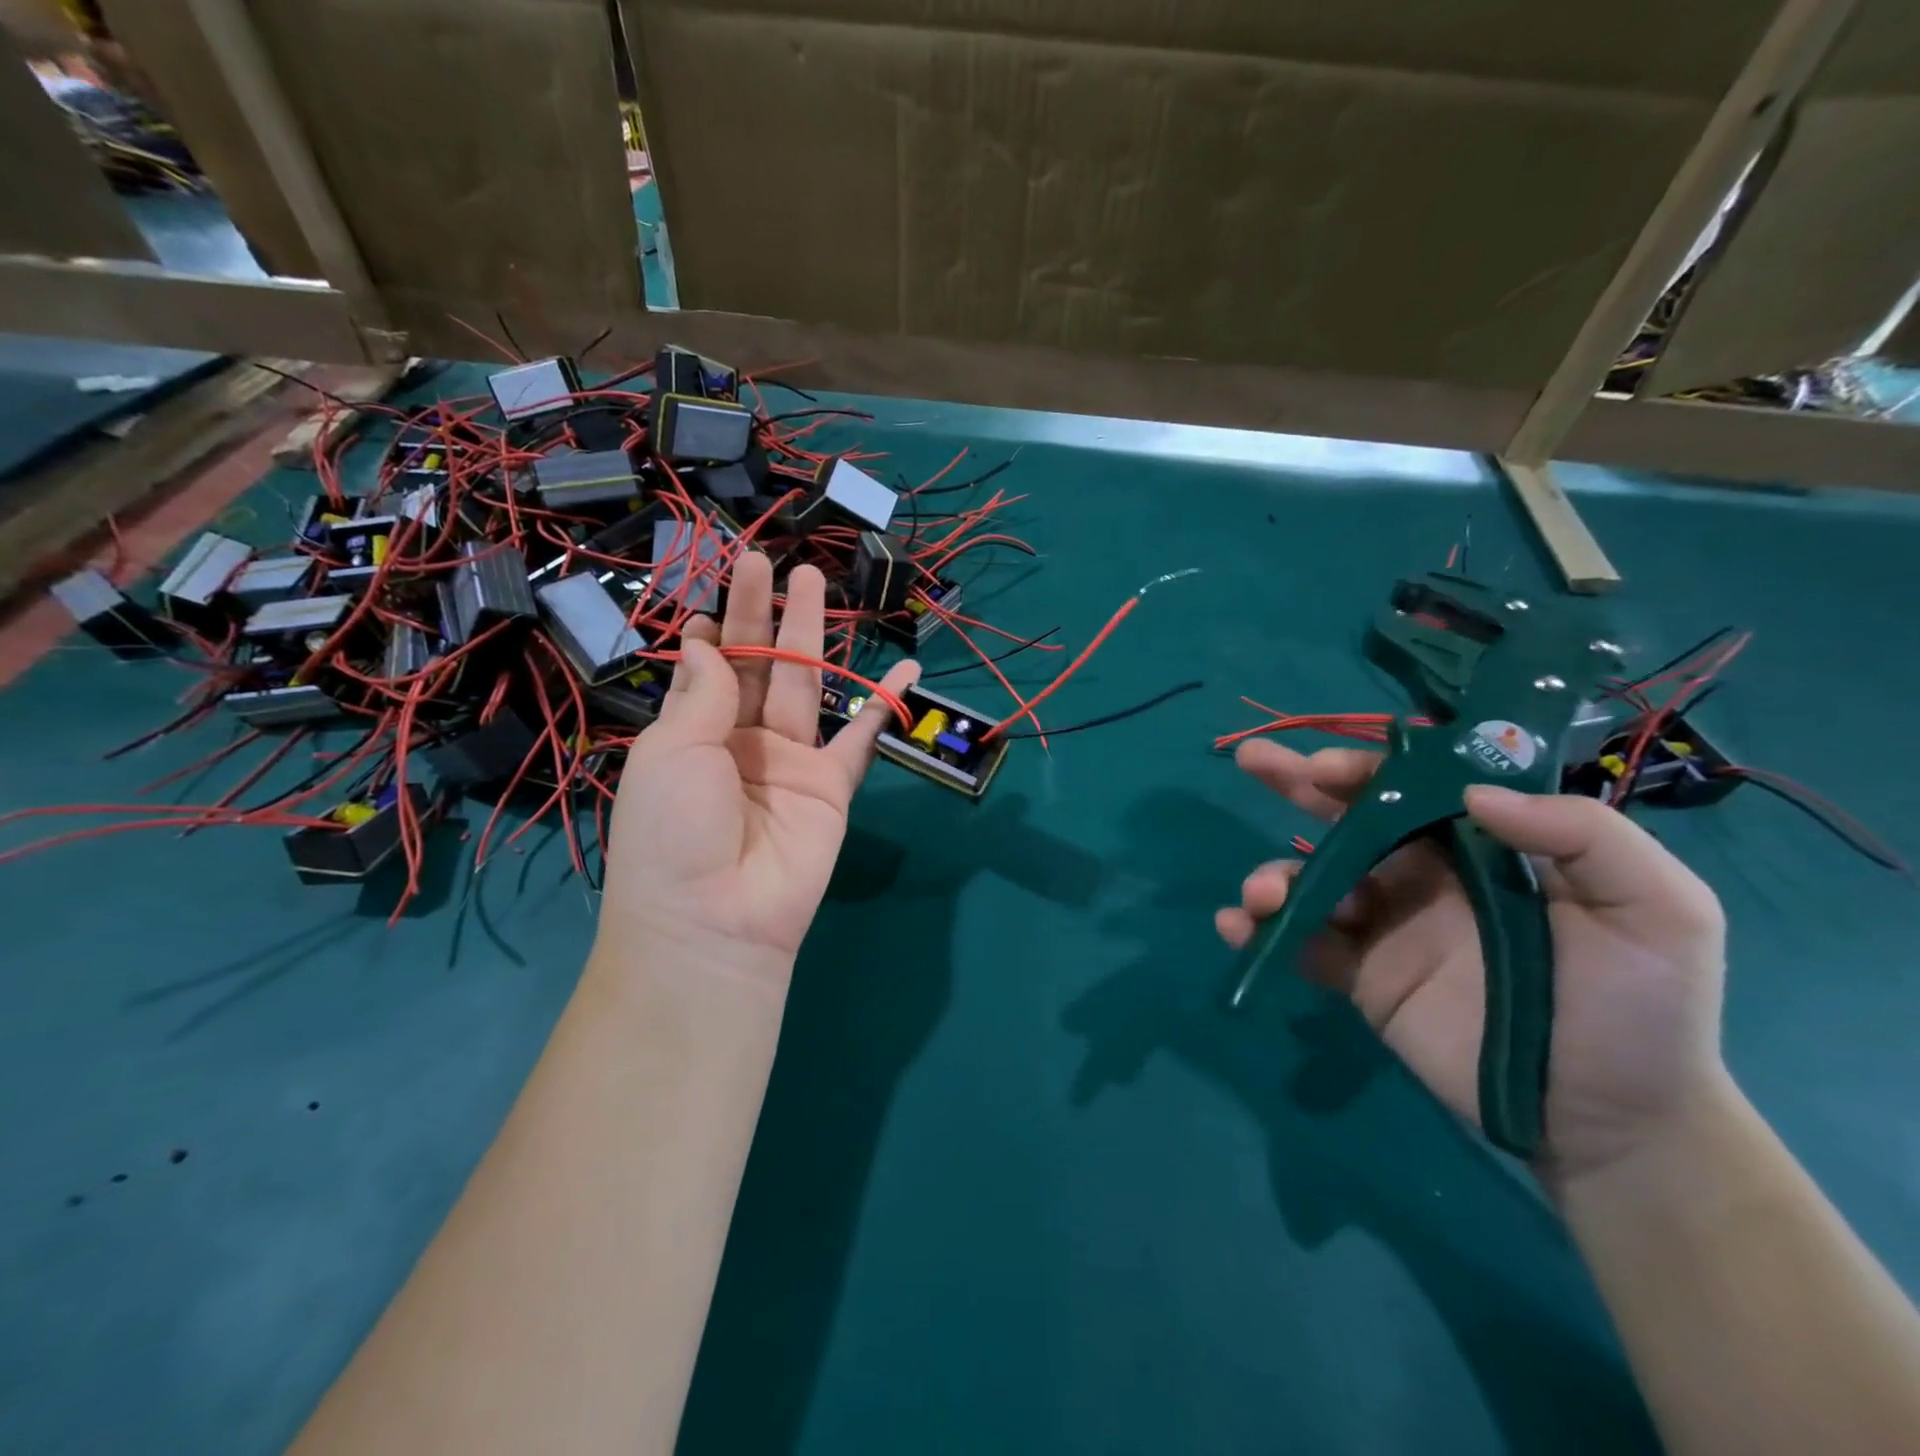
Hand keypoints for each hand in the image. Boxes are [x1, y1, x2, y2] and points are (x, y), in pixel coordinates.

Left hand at [598, 552, 917, 977]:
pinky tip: (907, 667)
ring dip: (812, 636)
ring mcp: (791, 762)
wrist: (717, 918)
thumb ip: (702, 694)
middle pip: (757, 665)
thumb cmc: (674, 831)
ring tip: (817, 582)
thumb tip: (703, 642)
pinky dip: (885, 704)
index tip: (715, 590)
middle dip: (761, 614)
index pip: (706, 668)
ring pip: (806, 685)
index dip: (711, 630)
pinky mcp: (833, 785)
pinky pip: (863, 738)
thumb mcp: (672, 753)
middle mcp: (741, 741)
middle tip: (768, 560)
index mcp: (693, 733)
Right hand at [1215, 739, 1729, 1182]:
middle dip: (1296, 785)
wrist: (1615, 1120)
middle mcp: (1422, 876)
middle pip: (1347, 818)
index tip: (1322, 765)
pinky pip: (1301, 943)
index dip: (1363, 768)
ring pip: (1312, 880)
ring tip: (1262, 894)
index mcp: (1480, 848)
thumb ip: (1583, 836)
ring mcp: (1385, 926)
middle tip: (1251, 761)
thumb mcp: (1659, 910)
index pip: (1410, 789)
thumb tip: (1473, 793)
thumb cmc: (1642, 1007)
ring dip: (1274, 875)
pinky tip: (1239, 928)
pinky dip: (1261, 931)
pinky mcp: (1361, 977)